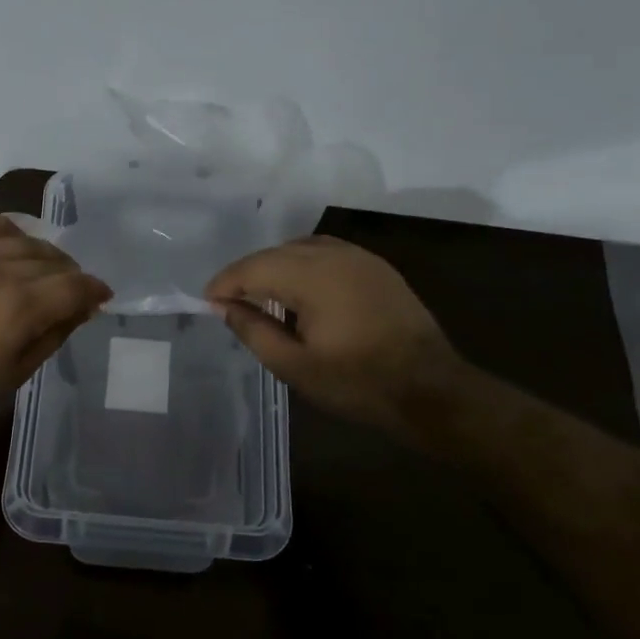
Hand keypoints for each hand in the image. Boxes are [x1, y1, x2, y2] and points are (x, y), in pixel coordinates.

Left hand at [0, 214, 111, 426]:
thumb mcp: (19, 371)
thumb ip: (55, 333)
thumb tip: (84, 307)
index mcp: (21, 308)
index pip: (74, 285)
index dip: (95, 289)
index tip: (101, 296)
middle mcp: (0, 273)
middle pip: (53, 261)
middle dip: (71, 275)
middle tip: (71, 291)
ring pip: (23, 241)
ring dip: (44, 254)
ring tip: (45, 270)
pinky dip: (5, 229)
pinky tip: (13, 241)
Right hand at [205, 235, 460, 434]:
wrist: (432, 390)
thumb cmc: (358, 383)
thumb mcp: (295, 366)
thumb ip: (254, 330)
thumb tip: (223, 307)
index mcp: (313, 277)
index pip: (254, 267)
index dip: (226, 283)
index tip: (207, 302)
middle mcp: (334, 255)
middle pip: (275, 253)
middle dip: (247, 273)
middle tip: (229, 301)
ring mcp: (359, 257)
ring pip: (300, 248)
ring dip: (275, 266)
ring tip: (260, 295)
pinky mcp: (376, 267)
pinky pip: (326, 253)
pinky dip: (302, 265)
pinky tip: (299, 291)